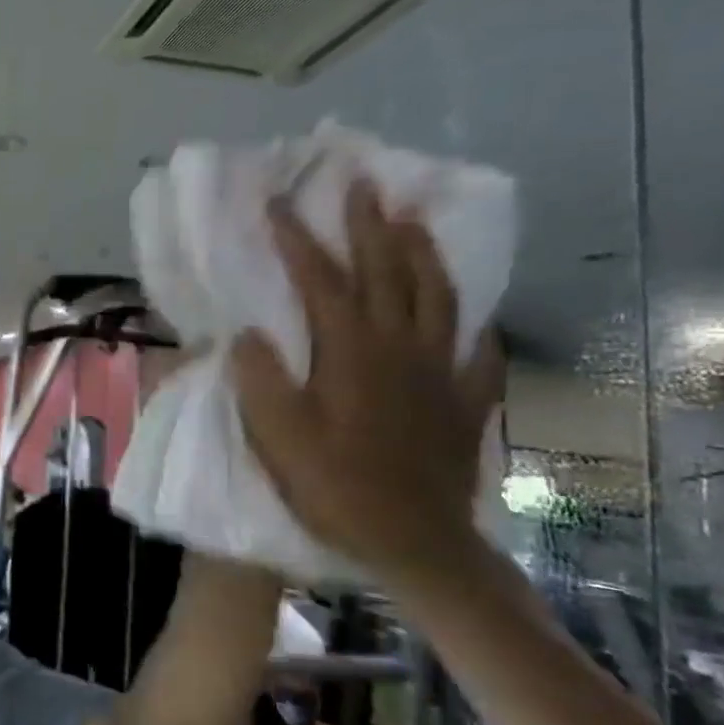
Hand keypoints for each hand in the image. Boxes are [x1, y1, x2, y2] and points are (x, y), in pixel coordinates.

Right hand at [230, 179, 503, 584]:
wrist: (413, 541)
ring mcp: (440, 370)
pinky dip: (470, 321)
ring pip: (437, 295)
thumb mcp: (277, 436)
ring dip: (421, 252)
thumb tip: (248, 334)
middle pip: (388, 271)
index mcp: (351, 351)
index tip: (279, 204)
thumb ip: (259, 379)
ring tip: (411, 220)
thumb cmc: (334, 486)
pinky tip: (468, 312)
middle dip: (370, 224)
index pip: (322, 281)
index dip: (299, 239)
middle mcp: (400, 347)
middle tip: (361, 183)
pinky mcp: (464, 399)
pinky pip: (475, 347)